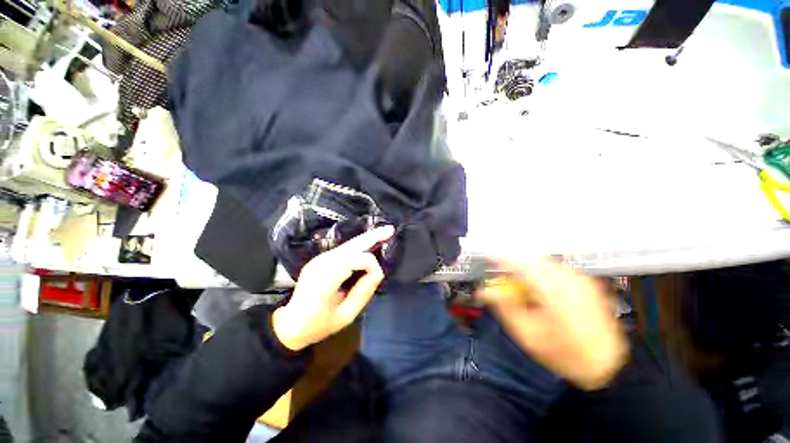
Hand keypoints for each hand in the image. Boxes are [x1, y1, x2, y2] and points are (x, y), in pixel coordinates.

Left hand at [272, 226, 394, 350]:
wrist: (289, 324)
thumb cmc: (317, 325)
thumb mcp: (345, 315)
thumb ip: (363, 293)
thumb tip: (377, 273)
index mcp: (325, 279)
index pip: (355, 260)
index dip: (371, 265)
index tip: (378, 279)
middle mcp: (322, 263)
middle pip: (351, 245)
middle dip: (372, 236)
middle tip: (390, 229)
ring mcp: (320, 259)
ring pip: (349, 244)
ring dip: (367, 238)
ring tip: (384, 233)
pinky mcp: (321, 259)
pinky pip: (345, 249)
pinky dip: (359, 245)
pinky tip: (370, 243)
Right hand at [479, 259, 628, 389]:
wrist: (607, 364)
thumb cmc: (563, 354)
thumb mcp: (527, 335)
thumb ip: (504, 308)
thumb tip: (483, 291)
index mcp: (555, 294)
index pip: (522, 265)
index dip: (502, 259)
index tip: (488, 259)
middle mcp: (570, 280)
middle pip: (533, 261)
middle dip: (515, 266)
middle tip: (505, 280)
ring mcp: (580, 279)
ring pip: (544, 263)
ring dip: (528, 269)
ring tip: (523, 287)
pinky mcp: (586, 281)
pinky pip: (556, 268)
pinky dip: (542, 272)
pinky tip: (541, 289)